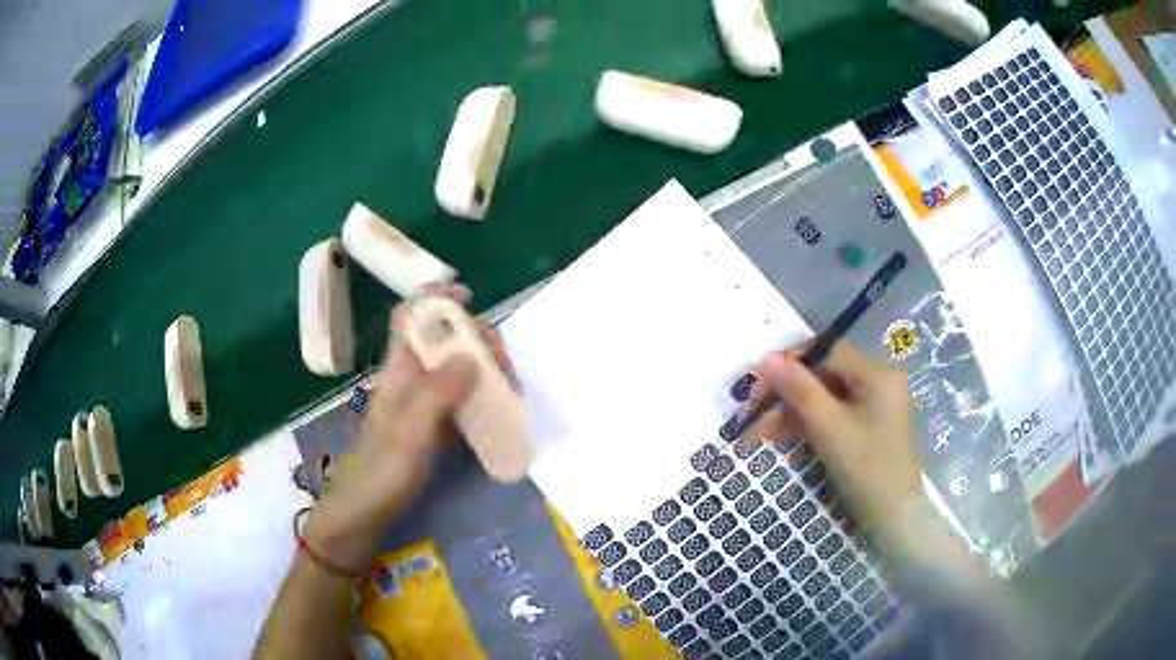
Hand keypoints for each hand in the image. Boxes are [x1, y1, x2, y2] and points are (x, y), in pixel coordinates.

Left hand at [304, 287, 480, 570]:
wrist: (363, 513)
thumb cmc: (381, 471)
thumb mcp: (411, 432)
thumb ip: (438, 393)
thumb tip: (472, 356)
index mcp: (398, 371)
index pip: (410, 317)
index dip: (434, 299)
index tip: (469, 299)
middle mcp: (409, 380)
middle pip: (441, 341)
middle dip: (475, 341)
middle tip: (504, 364)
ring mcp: (420, 405)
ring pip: (453, 371)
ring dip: (483, 370)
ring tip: (510, 389)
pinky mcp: (429, 428)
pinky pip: (458, 401)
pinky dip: (479, 398)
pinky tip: (498, 412)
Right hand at [747, 341, 922, 528]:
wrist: (893, 519)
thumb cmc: (867, 469)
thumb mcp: (830, 428)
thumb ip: (799, 390)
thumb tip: (765, 357)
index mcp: (876, 373)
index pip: (827, 350)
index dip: (790, 361)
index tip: (758, 383)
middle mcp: (876, 382)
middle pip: (823, 374)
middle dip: (787, 393)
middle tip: (752, 413)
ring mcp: (871, 406)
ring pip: (823, 398)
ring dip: (791, 414)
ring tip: (759, 435)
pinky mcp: (864, 428)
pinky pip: (831, 417)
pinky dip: (807, 428)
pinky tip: (784, 445)